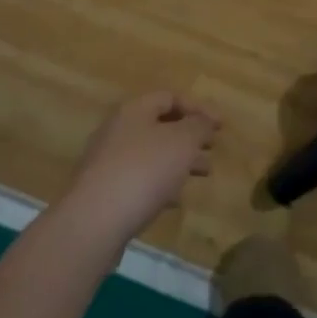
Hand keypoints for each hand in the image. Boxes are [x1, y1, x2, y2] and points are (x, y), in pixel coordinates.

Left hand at [62, 92, 221, 246]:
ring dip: (179, 161)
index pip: (169, 97)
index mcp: (133, 111)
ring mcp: (108, 162)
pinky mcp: (105, 191)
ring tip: (202, 174)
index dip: (198, 107)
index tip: (221, 126)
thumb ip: (198, 126)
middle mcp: (117, 130)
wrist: (95, 221)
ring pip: (151, 154)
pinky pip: (139, 180)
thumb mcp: (182, 142)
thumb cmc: (144, 171)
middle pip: (159, 126)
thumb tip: (204, 120)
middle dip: (190, 136)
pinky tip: (175, 200)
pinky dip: (161, 184)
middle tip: (212, 149)